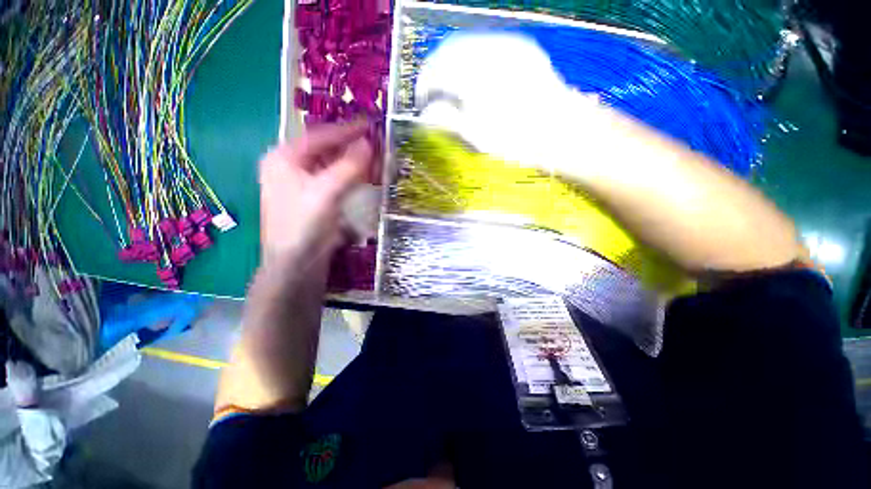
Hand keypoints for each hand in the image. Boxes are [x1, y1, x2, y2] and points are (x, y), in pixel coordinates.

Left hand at [259, 122, 372, 270]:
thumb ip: (348, 166)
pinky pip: (336, 181)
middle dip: (352, 147)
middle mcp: (291, 167)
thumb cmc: (303, 226)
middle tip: (377, 144)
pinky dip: (352, 177)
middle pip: (326, 149)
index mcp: (284, 158)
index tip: (371, 124)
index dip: (347, 129)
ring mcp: (303, 184)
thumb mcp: (325, 192)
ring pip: (333, 165)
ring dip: (354, 162)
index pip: (321, 136)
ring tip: (375, 159)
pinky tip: (365, 177)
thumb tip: (369, 143)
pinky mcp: (315, 200)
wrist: (296, 266)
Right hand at [415, 32, 609, 172]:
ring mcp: (508, 45)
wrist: (562, 131)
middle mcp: (488, 50)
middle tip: (434, 94)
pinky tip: (475, 79)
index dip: (424, 86)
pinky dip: (473, 60)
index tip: (422, 102)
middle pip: (449, 51)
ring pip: (468, 44)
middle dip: (437, 71)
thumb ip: (448, 120)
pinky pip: (487, 46)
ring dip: (453, 64)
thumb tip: (426, 114)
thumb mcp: (477, 136)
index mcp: (474, 75)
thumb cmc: (517, 140)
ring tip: (452, 88)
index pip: (435, 70)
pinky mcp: (521, 48)